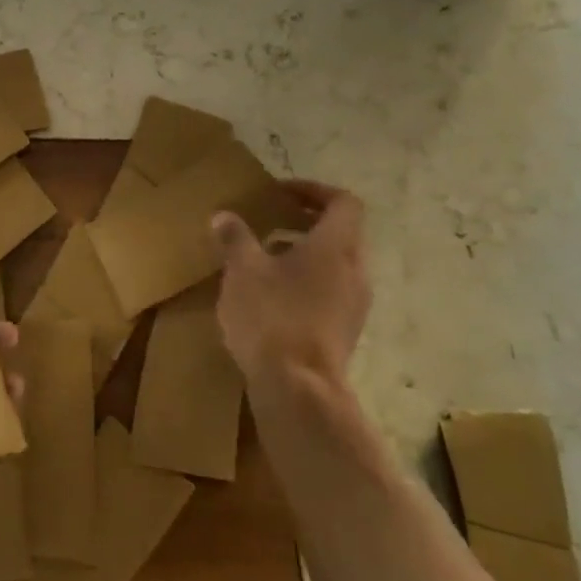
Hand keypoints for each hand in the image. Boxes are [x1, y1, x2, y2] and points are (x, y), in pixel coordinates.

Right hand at [212, 180, 370, 396]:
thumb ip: (235, 238)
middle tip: (271, 220)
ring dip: (306, 253)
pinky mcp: (346, 331)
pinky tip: (273, 296)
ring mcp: (355, 304)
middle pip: (342, 232)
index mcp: (336, 246)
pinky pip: (332, 291)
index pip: (343, 202)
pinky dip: (308, 282)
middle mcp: (355, 270)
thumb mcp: (242, 270)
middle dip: (307, 222)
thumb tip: (224, 216)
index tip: (281, 193)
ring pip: (337, 264)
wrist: (298, 389)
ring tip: (265, 259)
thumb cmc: (272, 316)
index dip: (314, 190)